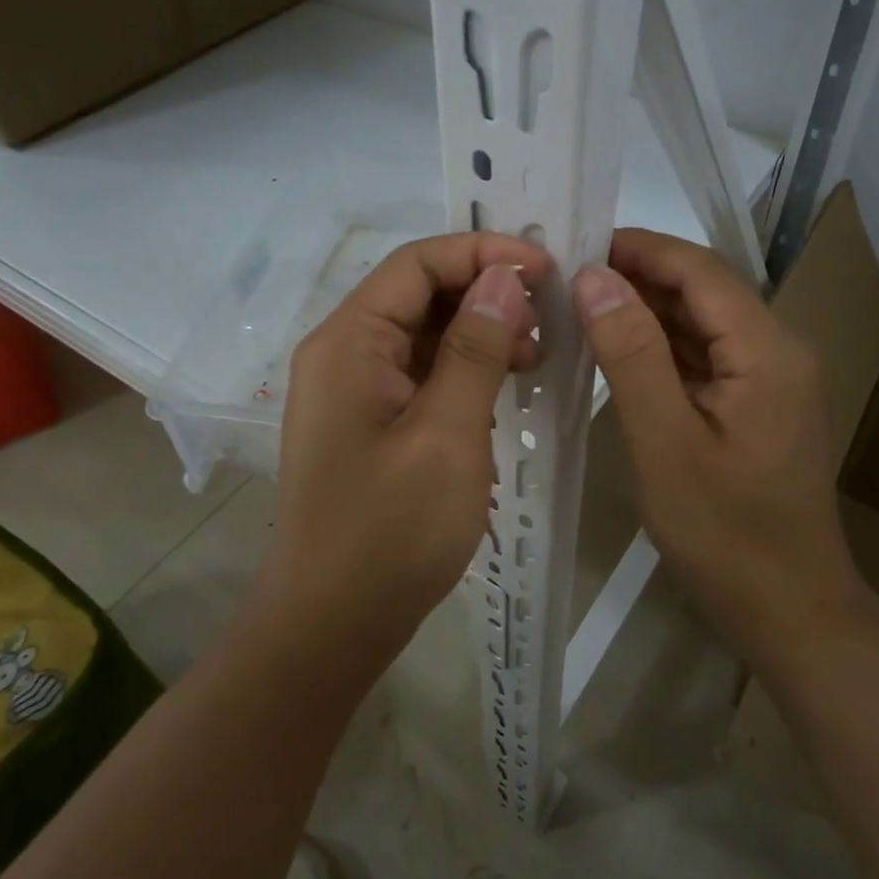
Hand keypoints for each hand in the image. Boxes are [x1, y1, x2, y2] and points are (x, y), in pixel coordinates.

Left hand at [263, 232, 549, 655]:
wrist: (331, 625)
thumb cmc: (389, 530)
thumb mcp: (446, 434)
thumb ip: (475, 349)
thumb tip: (504, 278)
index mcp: (349, 341)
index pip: (417, 263)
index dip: (482, 252)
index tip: (545, 268)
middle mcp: (344, 353)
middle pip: (418, 293)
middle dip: (485, 292)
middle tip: (548, 318)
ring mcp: (354, 391)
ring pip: (423, 334)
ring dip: (480, 332)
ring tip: (535, 355)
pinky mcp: (370, 423)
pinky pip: (421, 374)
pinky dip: (465, 369)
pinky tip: (505, 386)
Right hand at [571, 229, 864, 665]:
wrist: (789, 612)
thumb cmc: (725, 534)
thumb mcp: (664, 442)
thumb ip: (630, 353)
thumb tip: (593, 277)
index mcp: (767, 350)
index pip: (699, 269)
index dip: (639, 249)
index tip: (575, 244)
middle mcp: (777, 350)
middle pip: (702, 291)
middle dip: (636, 278)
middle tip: (563, 278)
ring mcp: (769, 379)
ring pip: (700, 324)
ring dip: (644, 312)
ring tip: (577, 307)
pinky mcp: (755, 405)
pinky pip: (703, 359)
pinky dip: (659, 349)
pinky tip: (614, 351)